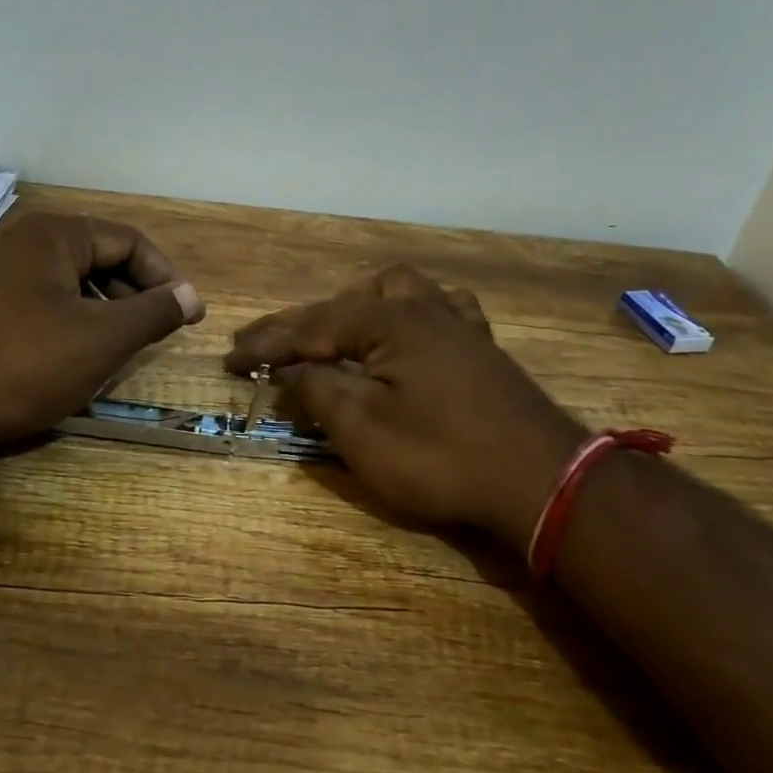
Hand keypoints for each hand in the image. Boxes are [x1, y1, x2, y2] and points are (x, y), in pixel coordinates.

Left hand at [0, 212, 203, 461]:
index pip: (129, 242)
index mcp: (54, 234)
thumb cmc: (22, 365)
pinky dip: (71, 325)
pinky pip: (43, 305)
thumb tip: (190, 295)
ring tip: (120, 352)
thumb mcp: (102, 339)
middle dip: (134, 296)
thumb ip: (153, 312)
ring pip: (71, 285)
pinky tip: (76, 360)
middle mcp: (22, 242)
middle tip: (156, 336)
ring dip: (104, 314)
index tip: (189, 317)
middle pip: (99, 259)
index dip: (166, 278)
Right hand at [225, 266, 581, 544]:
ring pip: (399, 291)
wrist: (543, 481)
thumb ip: (319, 391)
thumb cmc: (443, 458)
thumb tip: (291, 370)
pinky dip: (409, 315)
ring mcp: (458, 325)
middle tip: (267, 350)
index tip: (229, 359)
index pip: (311, 326)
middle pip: (347, 303)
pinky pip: (440, 310)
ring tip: (334, 333)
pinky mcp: (482, 348)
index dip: (266, 344)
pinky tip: (407, 335)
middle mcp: (423, 309)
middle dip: (302, 324)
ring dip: (356, 307)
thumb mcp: (364, 430)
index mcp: (390, 321)